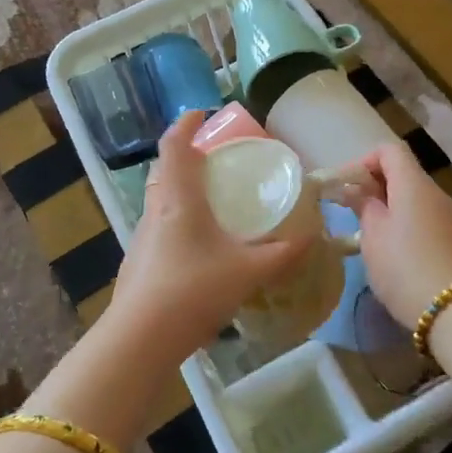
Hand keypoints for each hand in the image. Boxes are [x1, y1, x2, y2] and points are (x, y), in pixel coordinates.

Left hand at [108, 113, 310, 362]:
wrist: (139, 339)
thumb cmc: (193, 291)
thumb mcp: (248, 271)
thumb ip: (282, 253)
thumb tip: (313, 235)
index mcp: (178, 199)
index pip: (174, 146)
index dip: (186, 124)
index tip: (201, 113)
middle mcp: (156, 210)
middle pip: (164, 169)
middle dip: (185, 156)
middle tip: (213, 159)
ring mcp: (142, 237)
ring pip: (159, 198)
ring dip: (180, 189)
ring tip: (210, 200)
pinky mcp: (138, 262)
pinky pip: (159, 225)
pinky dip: (177, 219)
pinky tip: (198, 246)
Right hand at [347, 140, 451, 328]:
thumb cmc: (405, 267)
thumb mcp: (373, 235)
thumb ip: (363, 205)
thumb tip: (356, 190)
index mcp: (413, 184)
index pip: (389, 150)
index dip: (363, 161)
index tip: (345, 187)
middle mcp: (435, 193)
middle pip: (403, 173)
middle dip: (374, 186)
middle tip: (351, 211)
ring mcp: (450, 217)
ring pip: (414, 198)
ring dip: (390, 207)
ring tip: (369, 234)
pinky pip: (426, 220)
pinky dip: (406, 224)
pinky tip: (395, 252)